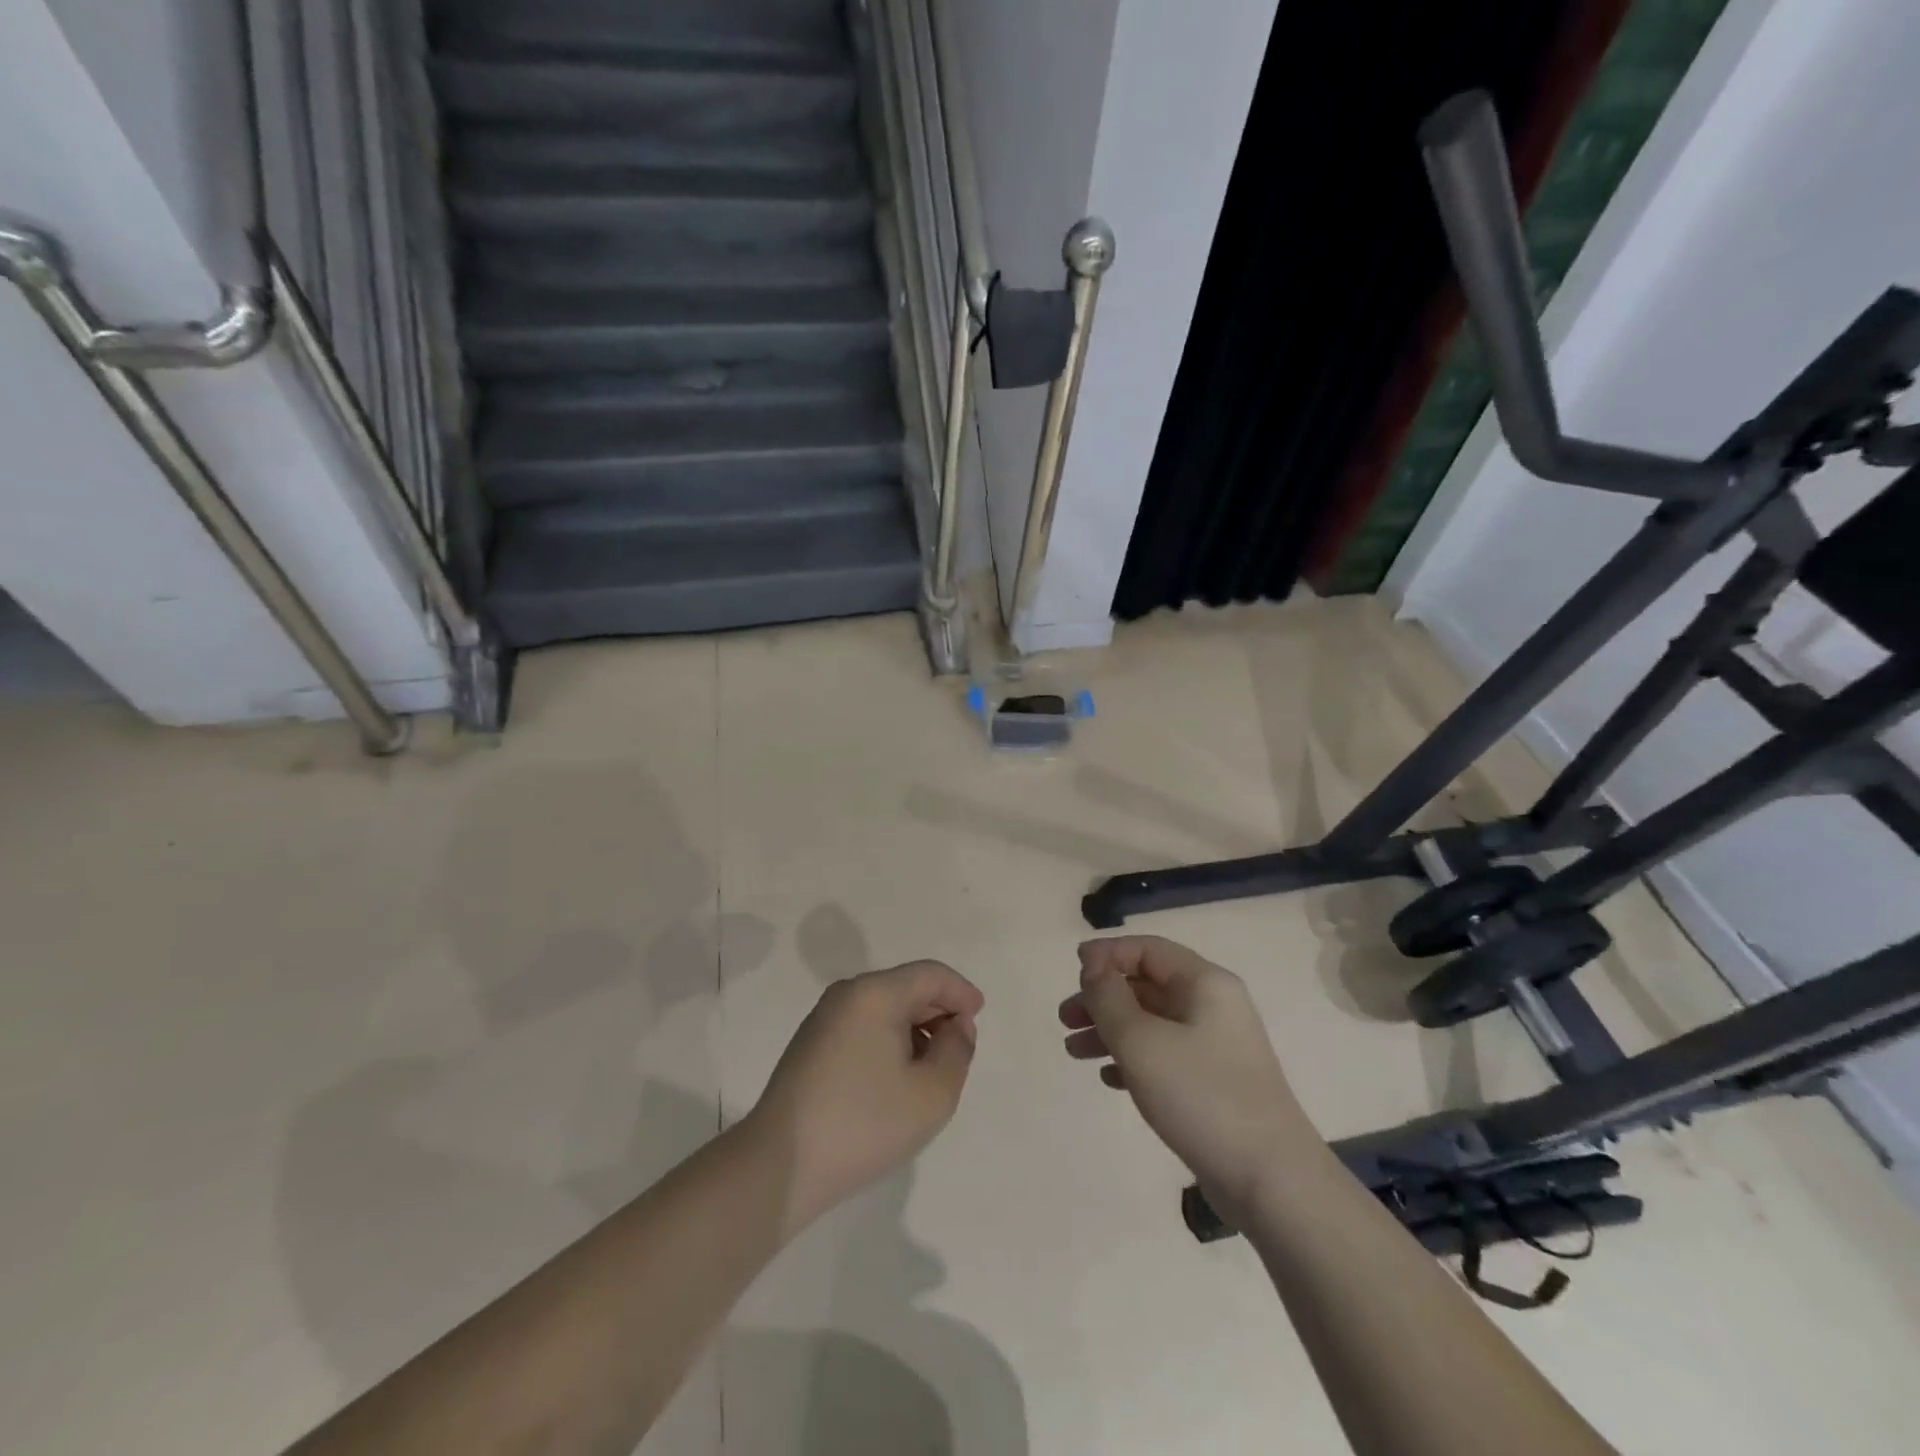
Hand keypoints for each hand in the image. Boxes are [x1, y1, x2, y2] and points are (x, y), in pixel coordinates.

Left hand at [749, 962, 983, 1235]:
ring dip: (914, 1030)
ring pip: (884, 1008)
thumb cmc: (863, 1123)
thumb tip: (955, 1025)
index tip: (979, 1018)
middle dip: (938, 1012)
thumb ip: (957, 1050)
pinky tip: (895, 1080)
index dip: (961, 992)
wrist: (780, 1165)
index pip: (931, 974)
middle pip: (906, 987)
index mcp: (875, 993)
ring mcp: (824, 1018)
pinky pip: (864, 1026)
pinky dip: (889, 1041)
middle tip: (958, 1051)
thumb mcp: (932, 1093)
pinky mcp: (811, 1044)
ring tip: (929, 1071)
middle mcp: (847, 994)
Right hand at [1061, 937, 1312, 1221]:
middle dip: (1102, 997)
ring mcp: (1216, 1046)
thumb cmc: (1201, 1096)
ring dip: (1110, 1030)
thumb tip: (1093, 964)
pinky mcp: (1213, 1083)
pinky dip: (1132, 1059)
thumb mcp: (1141, 1040)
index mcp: (1205, 983)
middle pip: (1146, 985)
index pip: (1148, 949)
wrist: (1271, 1181)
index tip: (1072, 974)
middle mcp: (1213, 1006)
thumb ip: (1108, 997)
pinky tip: (1108, 1079)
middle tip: (1065, 1020)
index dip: (1107, 954)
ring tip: (1074, 1051)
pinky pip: (1164, 1055)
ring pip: (1151, 1022)